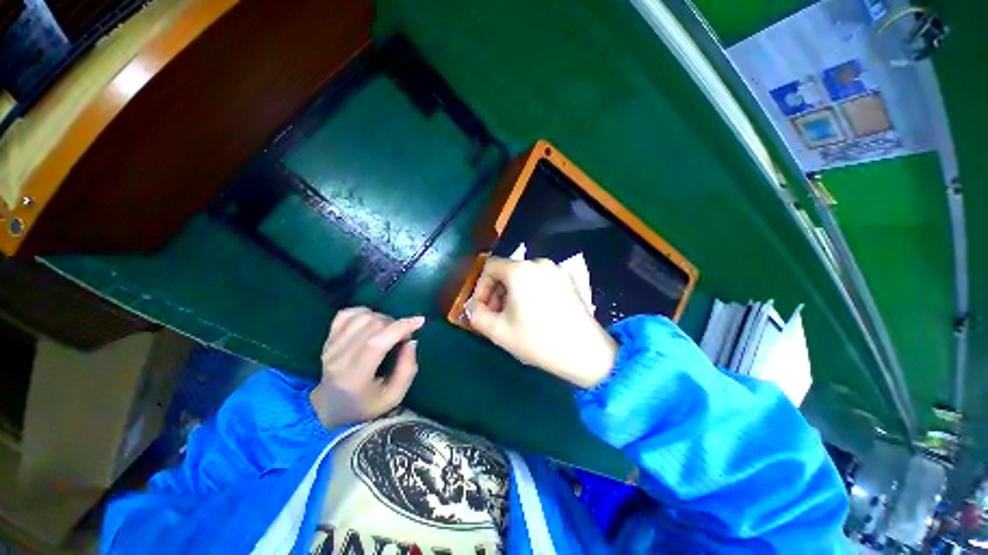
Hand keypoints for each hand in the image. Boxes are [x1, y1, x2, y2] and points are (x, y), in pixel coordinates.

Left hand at [310, 307, 423, 427]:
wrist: (330, 408)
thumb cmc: (366, 404)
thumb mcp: (394, 396)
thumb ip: (407, 369)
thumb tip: (411, 340)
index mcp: (355, 377)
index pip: (377, 342)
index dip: (401, 327)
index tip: (419, 321)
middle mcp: (339, 358)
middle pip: (372, 325)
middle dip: (396, 324)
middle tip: (403, 337)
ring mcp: (330, 346)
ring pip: (362, 316)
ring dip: (382, 318)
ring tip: (389, 331)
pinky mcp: (328, 338)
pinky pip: (346, 314)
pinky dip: (364, 313)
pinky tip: (372, 322)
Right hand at [467, 257, 616, 388]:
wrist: (585, 352)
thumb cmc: (537, 340)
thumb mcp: (498, 331)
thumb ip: (476, 315)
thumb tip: (474, 308)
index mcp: (520, 270)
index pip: (489, 266)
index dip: (481, 287)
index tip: (483, 308)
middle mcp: (539, 263)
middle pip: (507, 270)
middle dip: (496, 292)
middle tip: (496, 315)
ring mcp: (557, 270)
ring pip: (524, 276)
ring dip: (513, 292)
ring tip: (516, 316)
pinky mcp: (569, 279)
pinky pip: (541, 280)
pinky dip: (531, 291)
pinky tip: (536, 312)